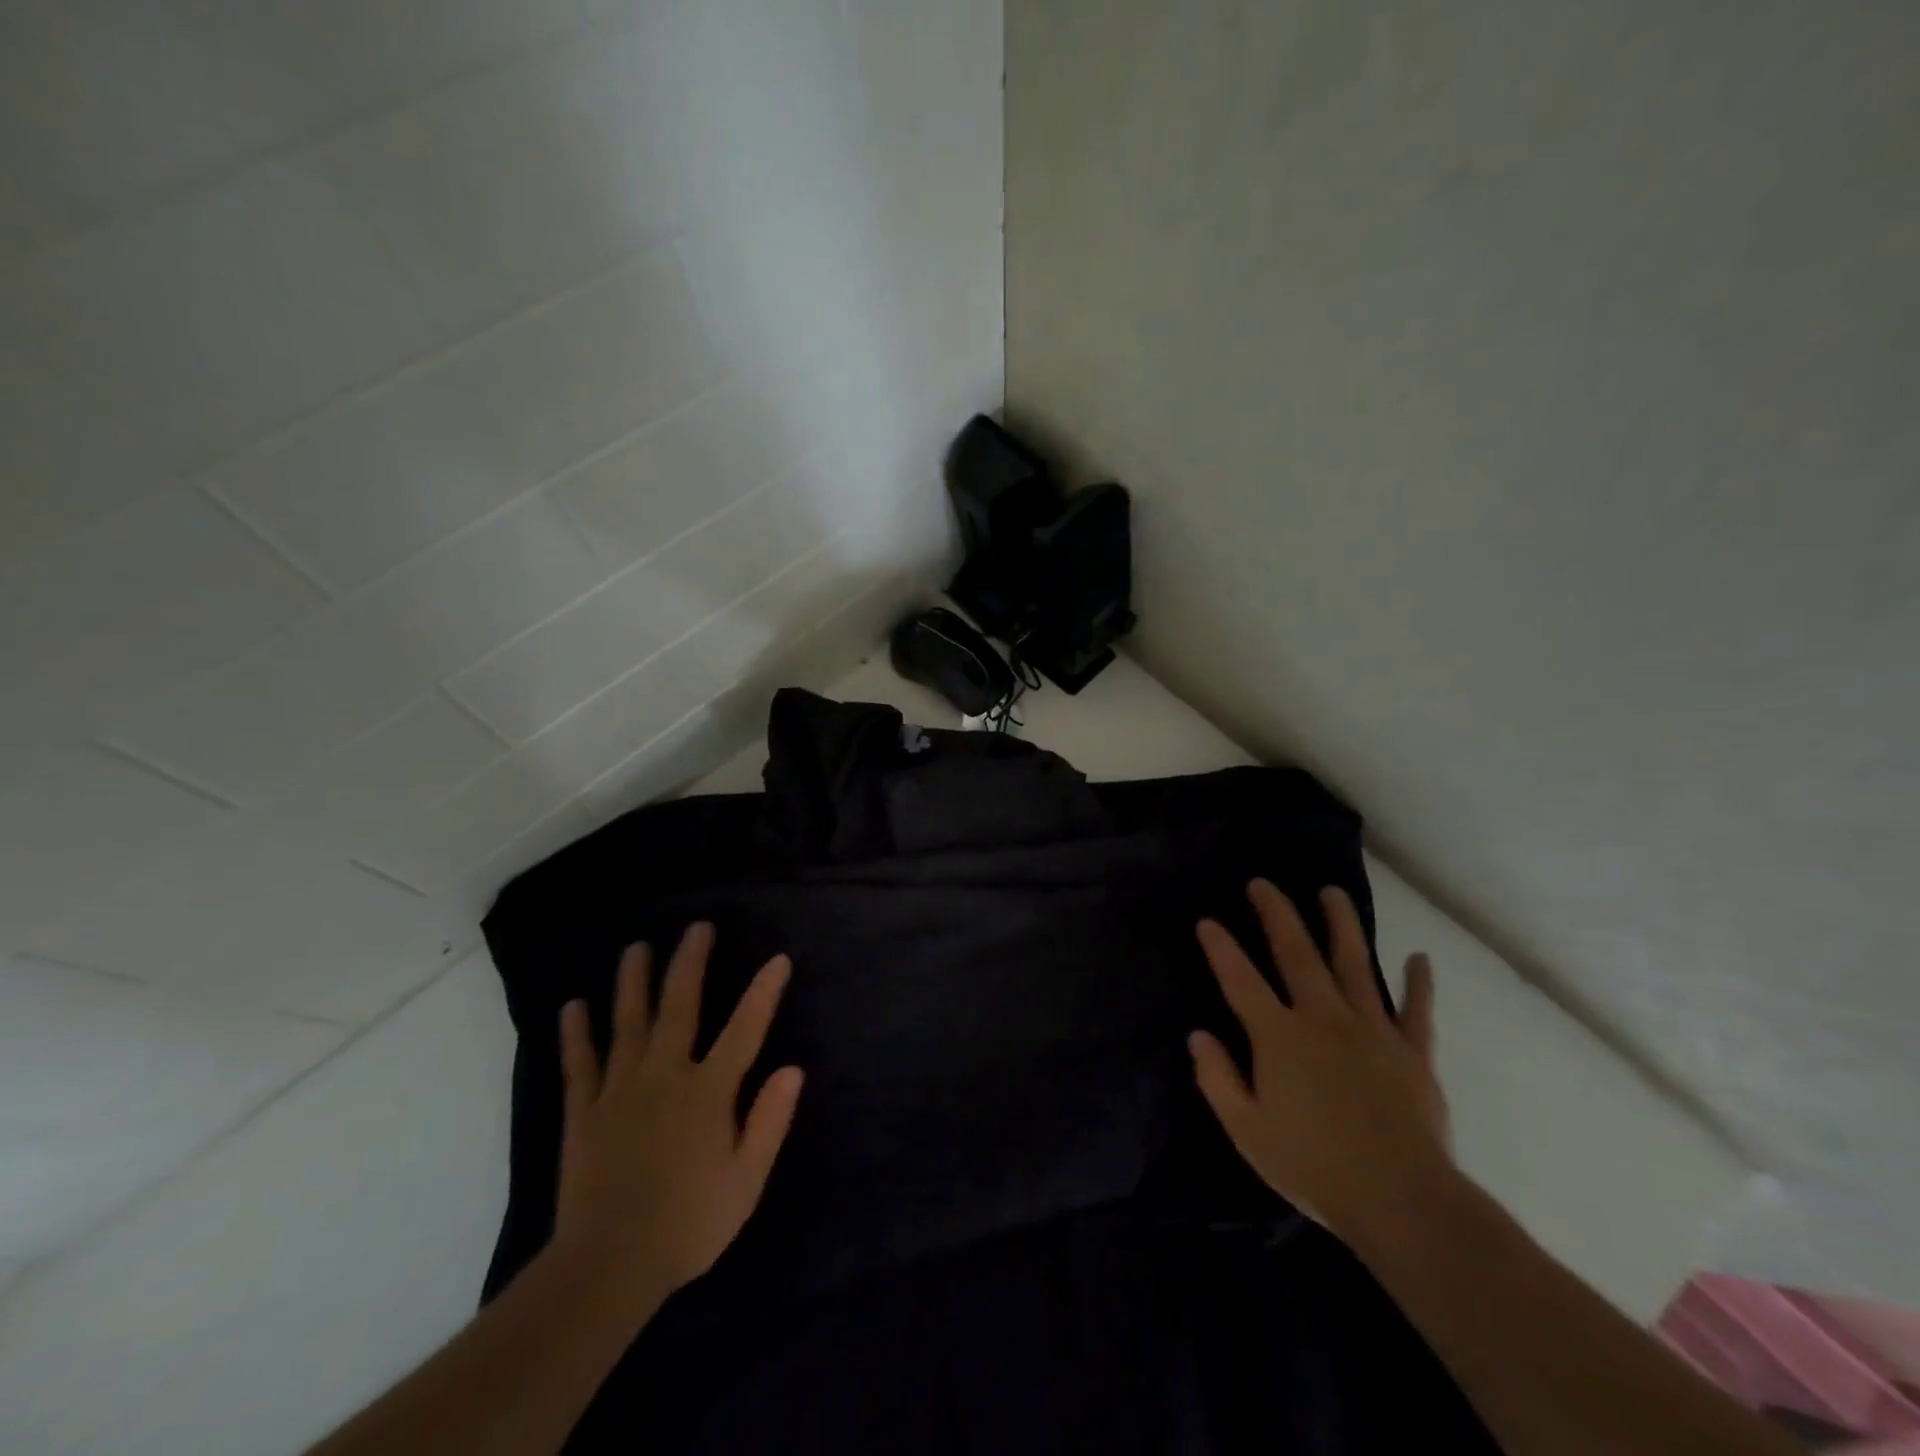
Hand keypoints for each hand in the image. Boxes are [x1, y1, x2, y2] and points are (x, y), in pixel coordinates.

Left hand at [550, 922, 803, 1312]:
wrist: (608, 1268)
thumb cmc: (689, 1224)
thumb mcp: (746, 1180)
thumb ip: (769, 1121)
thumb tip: (793, 1068)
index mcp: (709, 1091)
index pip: (745, 1029)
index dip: (764, 992)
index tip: (778, 959)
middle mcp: (666, 1076)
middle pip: (680, 1007)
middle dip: (690, 964)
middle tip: (697, 928)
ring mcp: (621, 1089)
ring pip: (628, 1023)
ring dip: (633, 982)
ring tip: (636, 948)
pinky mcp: (585, 1111)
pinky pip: (580, 1064)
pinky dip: (576, 1034)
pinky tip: (572, 1006)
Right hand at [1188, 880, 1450, 1241]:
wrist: (1401, 1203)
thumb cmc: (1313, 1167)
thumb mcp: (1247, 1131)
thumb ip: (1217, 1079)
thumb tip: (1198, 1036)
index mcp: (1279, 1036)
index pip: (1240, 980)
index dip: (1221, 948)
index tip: (1207, 921)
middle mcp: (1322, 1018)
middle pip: (1297, 954)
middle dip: (1277, 915)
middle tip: (1263, 884)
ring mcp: (1372, 1030)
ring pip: (1354, 965)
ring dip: (1342, 925)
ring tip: (1332, 892)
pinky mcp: (1412, 1052)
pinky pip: (1417, 1010)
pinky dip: (1418, 983)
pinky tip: (1419, 958)